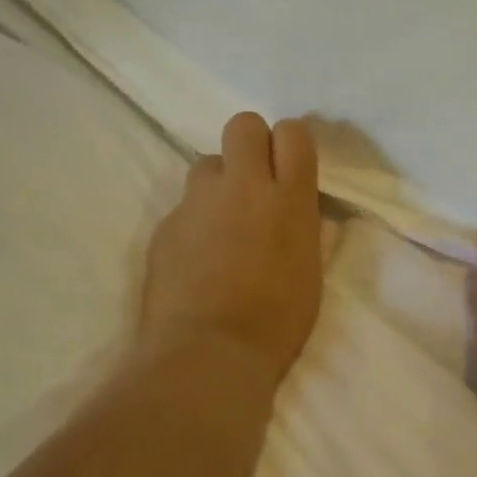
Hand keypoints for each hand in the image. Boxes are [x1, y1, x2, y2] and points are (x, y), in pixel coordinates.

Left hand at [139, 113, 322, 387]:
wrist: (209, 351)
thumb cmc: (277, 321)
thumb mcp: (310, 270)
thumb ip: (303, 227)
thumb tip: (296, 208)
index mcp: (290, 199)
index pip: (293, 132)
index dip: (291, 144)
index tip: (290, 168)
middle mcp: (243, 187)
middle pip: (242, 125)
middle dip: (251, 143)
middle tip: (255, 181)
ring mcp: (198, 203)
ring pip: (207, 163)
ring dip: (219, 183)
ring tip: (223, 223)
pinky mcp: (166, 225)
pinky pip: (184, 206)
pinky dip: (195, 222)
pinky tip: (198, 258)